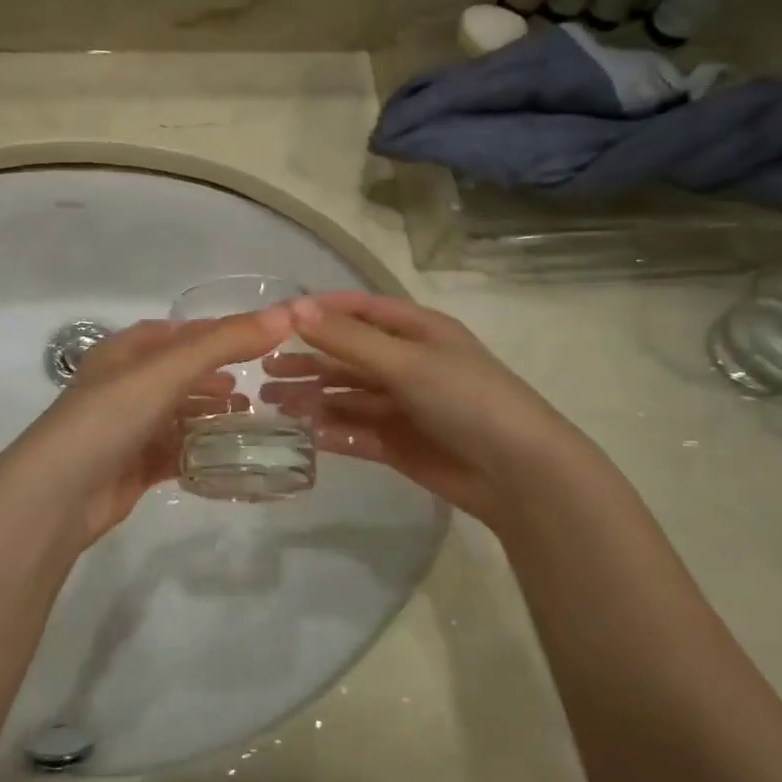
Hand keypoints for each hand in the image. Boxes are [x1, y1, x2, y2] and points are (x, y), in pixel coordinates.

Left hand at [0, 308, 291, 555]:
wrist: (60, 494)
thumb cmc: (111, 416)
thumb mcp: (168, 370)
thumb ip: (224, 342)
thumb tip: (285, 315)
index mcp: (126, 352)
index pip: (180, 332)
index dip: (218, 332)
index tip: (262, 339)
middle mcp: (126, 385)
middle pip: (181, 373)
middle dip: (217, 376)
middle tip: (260, 383)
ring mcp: (130, 427)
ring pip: (180, 413)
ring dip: (212, 413)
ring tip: (251, 416)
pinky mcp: (135, 466)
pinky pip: (177, 451)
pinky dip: (202, 450)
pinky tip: (231, 455)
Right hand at [260, 293, 579, 527]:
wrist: (517, 473)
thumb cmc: (466, 399)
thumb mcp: (406, 361)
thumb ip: (348, 339)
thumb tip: (294, 309)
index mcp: (417, 332)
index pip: (360, 310)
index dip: (320, 311)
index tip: (277, 320)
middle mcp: (407, 364)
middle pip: (347, 356)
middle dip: (308, 361)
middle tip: (264, 370)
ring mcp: (402, 406)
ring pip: (346, 396)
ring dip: (312, 397)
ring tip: (271, 403)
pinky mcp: (398, 444)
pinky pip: (356, 432)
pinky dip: (330, 431)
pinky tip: (303, 434)